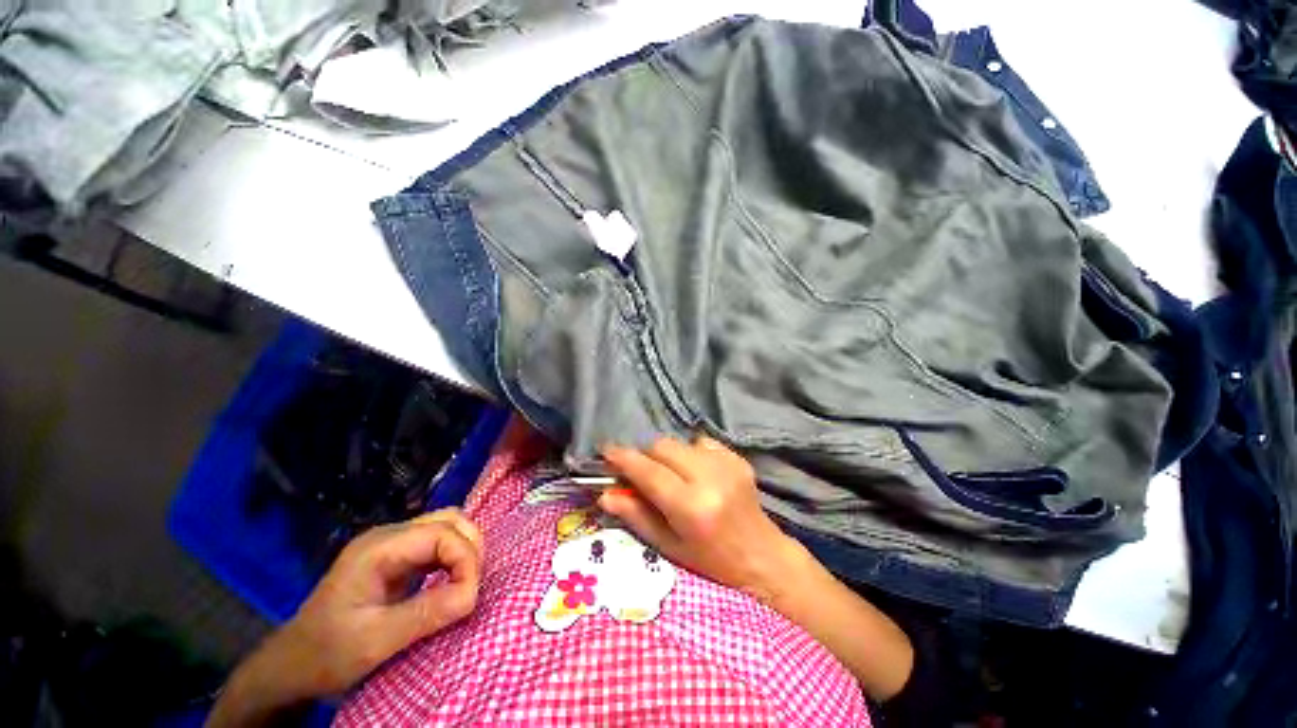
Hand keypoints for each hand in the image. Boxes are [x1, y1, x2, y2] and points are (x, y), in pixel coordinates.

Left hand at [207, 509, 482, 726]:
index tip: (470, 595)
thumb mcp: (375, 641)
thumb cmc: (326, 654)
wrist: (290, 665)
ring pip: (448, 527)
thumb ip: (427, 614)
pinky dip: (453, 558)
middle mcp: (389, 535)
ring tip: (466, 582)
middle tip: (472, 585)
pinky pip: (438, 543)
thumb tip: (474, 594)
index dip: (465, 558)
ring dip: (464, 551)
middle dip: (470, 548)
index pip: (442, 532)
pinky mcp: (397, 556)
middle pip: (450, 520)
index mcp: (379, 548)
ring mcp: (393, 543)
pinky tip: (451, 580)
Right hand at [598, 436, 801, 603]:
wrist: (762, 556)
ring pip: (679, 442)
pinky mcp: (737, 457)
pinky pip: (700, 442)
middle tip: (639, 472)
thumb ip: (636, 516)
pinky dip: (689, 453)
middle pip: (662, 447)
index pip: (649, 472)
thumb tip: (605, 494)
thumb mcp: (669, 546)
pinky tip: (695, 473)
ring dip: (667, 456)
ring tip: (671, 477)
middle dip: (645, 455)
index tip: (605, 451)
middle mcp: (710, 478)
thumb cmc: (711, 561)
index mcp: (692, 507)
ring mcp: (727, 464)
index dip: (623, 458)